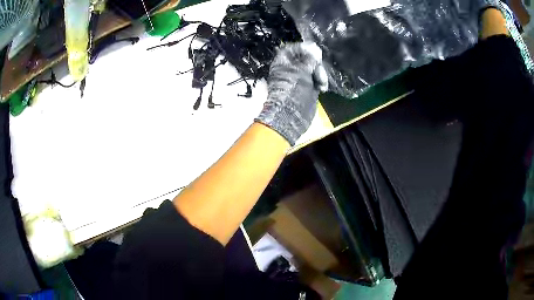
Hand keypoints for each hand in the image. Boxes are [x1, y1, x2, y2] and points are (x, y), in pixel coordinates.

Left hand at [255, 42, 327, 145]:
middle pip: (306, 58)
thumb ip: (309, 59)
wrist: (292, 114)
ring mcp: (299, 78)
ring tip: (321, 83)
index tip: (315, 52)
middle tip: (318, 71)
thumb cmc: (293, 90)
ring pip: (314, 68)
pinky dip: (321, 82)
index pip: (294, 49)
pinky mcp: (307, 87)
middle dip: (315, 63)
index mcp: (283, 62)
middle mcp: (290, 68)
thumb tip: (315, 49)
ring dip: (320, 74)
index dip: (305, 48)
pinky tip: (322, 88)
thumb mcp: (301, 70)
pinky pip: (317, 79)